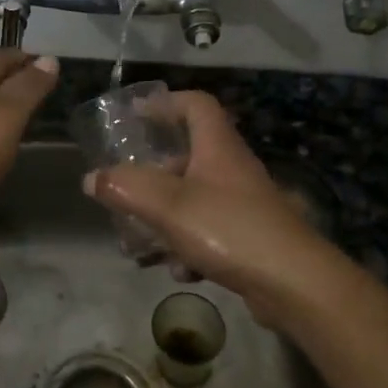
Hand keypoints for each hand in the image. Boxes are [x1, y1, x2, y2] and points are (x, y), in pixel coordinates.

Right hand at [82, 90, 342, 324]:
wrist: (295, 284)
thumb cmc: (230, 229)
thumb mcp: (168, 206)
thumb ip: (126, 188)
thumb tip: (92, 178)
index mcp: (217, 147)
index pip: (195, 104)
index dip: (165, 103)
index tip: (135, 115)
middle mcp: (232, 169)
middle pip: (187, 157)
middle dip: (152, 176)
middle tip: (125, 192)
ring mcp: (244, 205)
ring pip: (193, 200)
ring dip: (164, 219)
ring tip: (139, 244)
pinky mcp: (250, 239)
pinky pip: (209, 233)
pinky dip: (188, 247)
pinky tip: (179, 271)